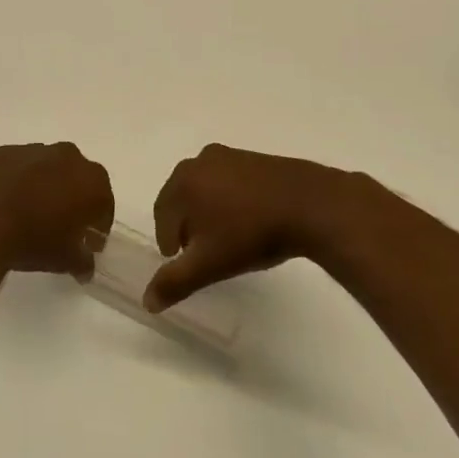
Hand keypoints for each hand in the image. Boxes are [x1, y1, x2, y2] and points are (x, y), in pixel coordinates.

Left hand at [0, 142, 114, 278]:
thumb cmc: (32, 239)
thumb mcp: (64, 260)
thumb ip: (82, 261)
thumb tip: (86, 266)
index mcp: (92, 181)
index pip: (104, 204)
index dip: (97, 225)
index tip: (87, 242)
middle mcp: (68, 157)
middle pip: (78, 179)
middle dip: (73, 199)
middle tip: (61, 226)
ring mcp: (34, 149)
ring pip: (48, 169)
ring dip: (45, 186)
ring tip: (30, 213)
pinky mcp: (4, 151)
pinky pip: (19, 167)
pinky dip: (18, 181)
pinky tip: (6, 203)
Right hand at [145, 144, 389, 311]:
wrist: (311, 205)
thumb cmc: (251, 233)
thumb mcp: (208, 265)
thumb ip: (174, 282)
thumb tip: (147, 301)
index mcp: (182, 180)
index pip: (162, 217)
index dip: (170, 244)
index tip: (186, 264)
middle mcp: (200, 161)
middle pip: (182, 199)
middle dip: (189, 227)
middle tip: (205, 253)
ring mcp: (230, 156)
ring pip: (207, 190)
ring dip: (210, 213)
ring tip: (229, 239)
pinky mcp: (256, 159)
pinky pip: (231, 183)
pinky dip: (233, 201)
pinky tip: (251, 222)